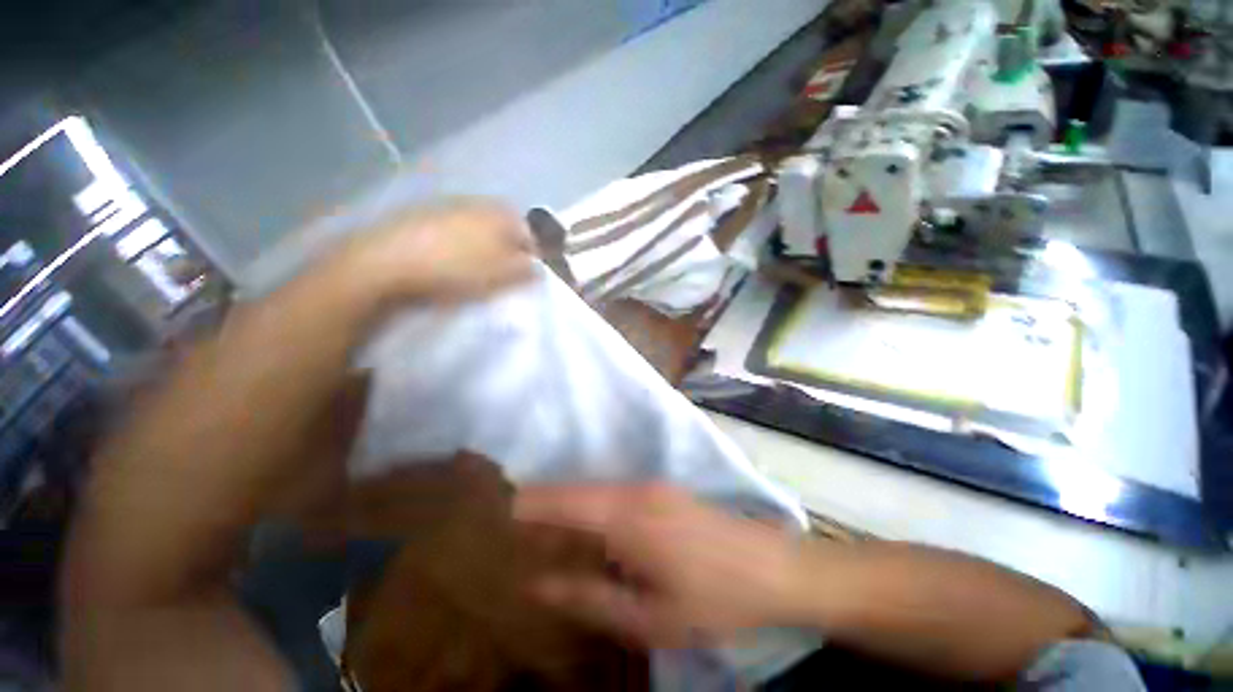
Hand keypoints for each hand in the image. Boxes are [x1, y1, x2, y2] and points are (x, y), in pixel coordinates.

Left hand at [341, 197, 535, 301]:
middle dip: (510, 248)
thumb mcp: (502, 275)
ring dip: (486, 245)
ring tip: (478, 268)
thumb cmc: (456, 269)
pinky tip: (451, 260)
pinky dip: (460, 243)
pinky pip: (455, 229)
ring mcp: (448, 205)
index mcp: (501, 214)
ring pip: (480, 226)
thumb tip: (539, 268)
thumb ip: (527, 271)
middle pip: (506, 227)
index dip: (536, 254)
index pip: (532, 232)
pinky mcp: (424, 215)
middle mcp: (478, 203)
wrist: (387, 262)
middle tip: (505, 273)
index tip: (530, 274)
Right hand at [514, 484, 805, 647]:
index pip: (567, 502)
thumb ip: (589, 598)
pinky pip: (617, 493)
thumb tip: (538, 584)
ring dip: (571, 506)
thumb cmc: (713, 599)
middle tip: (518, 526)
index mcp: (629, 517)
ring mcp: (653, 485)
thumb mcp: (648, 616)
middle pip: (579, 491)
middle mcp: (636, 490)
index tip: (502, 509)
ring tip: (546, 530)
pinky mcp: (664, 489)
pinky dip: (594, 506)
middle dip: (547, 505)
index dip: (533, 503)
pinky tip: (591, 528)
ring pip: (598, 491)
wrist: (773, 568)